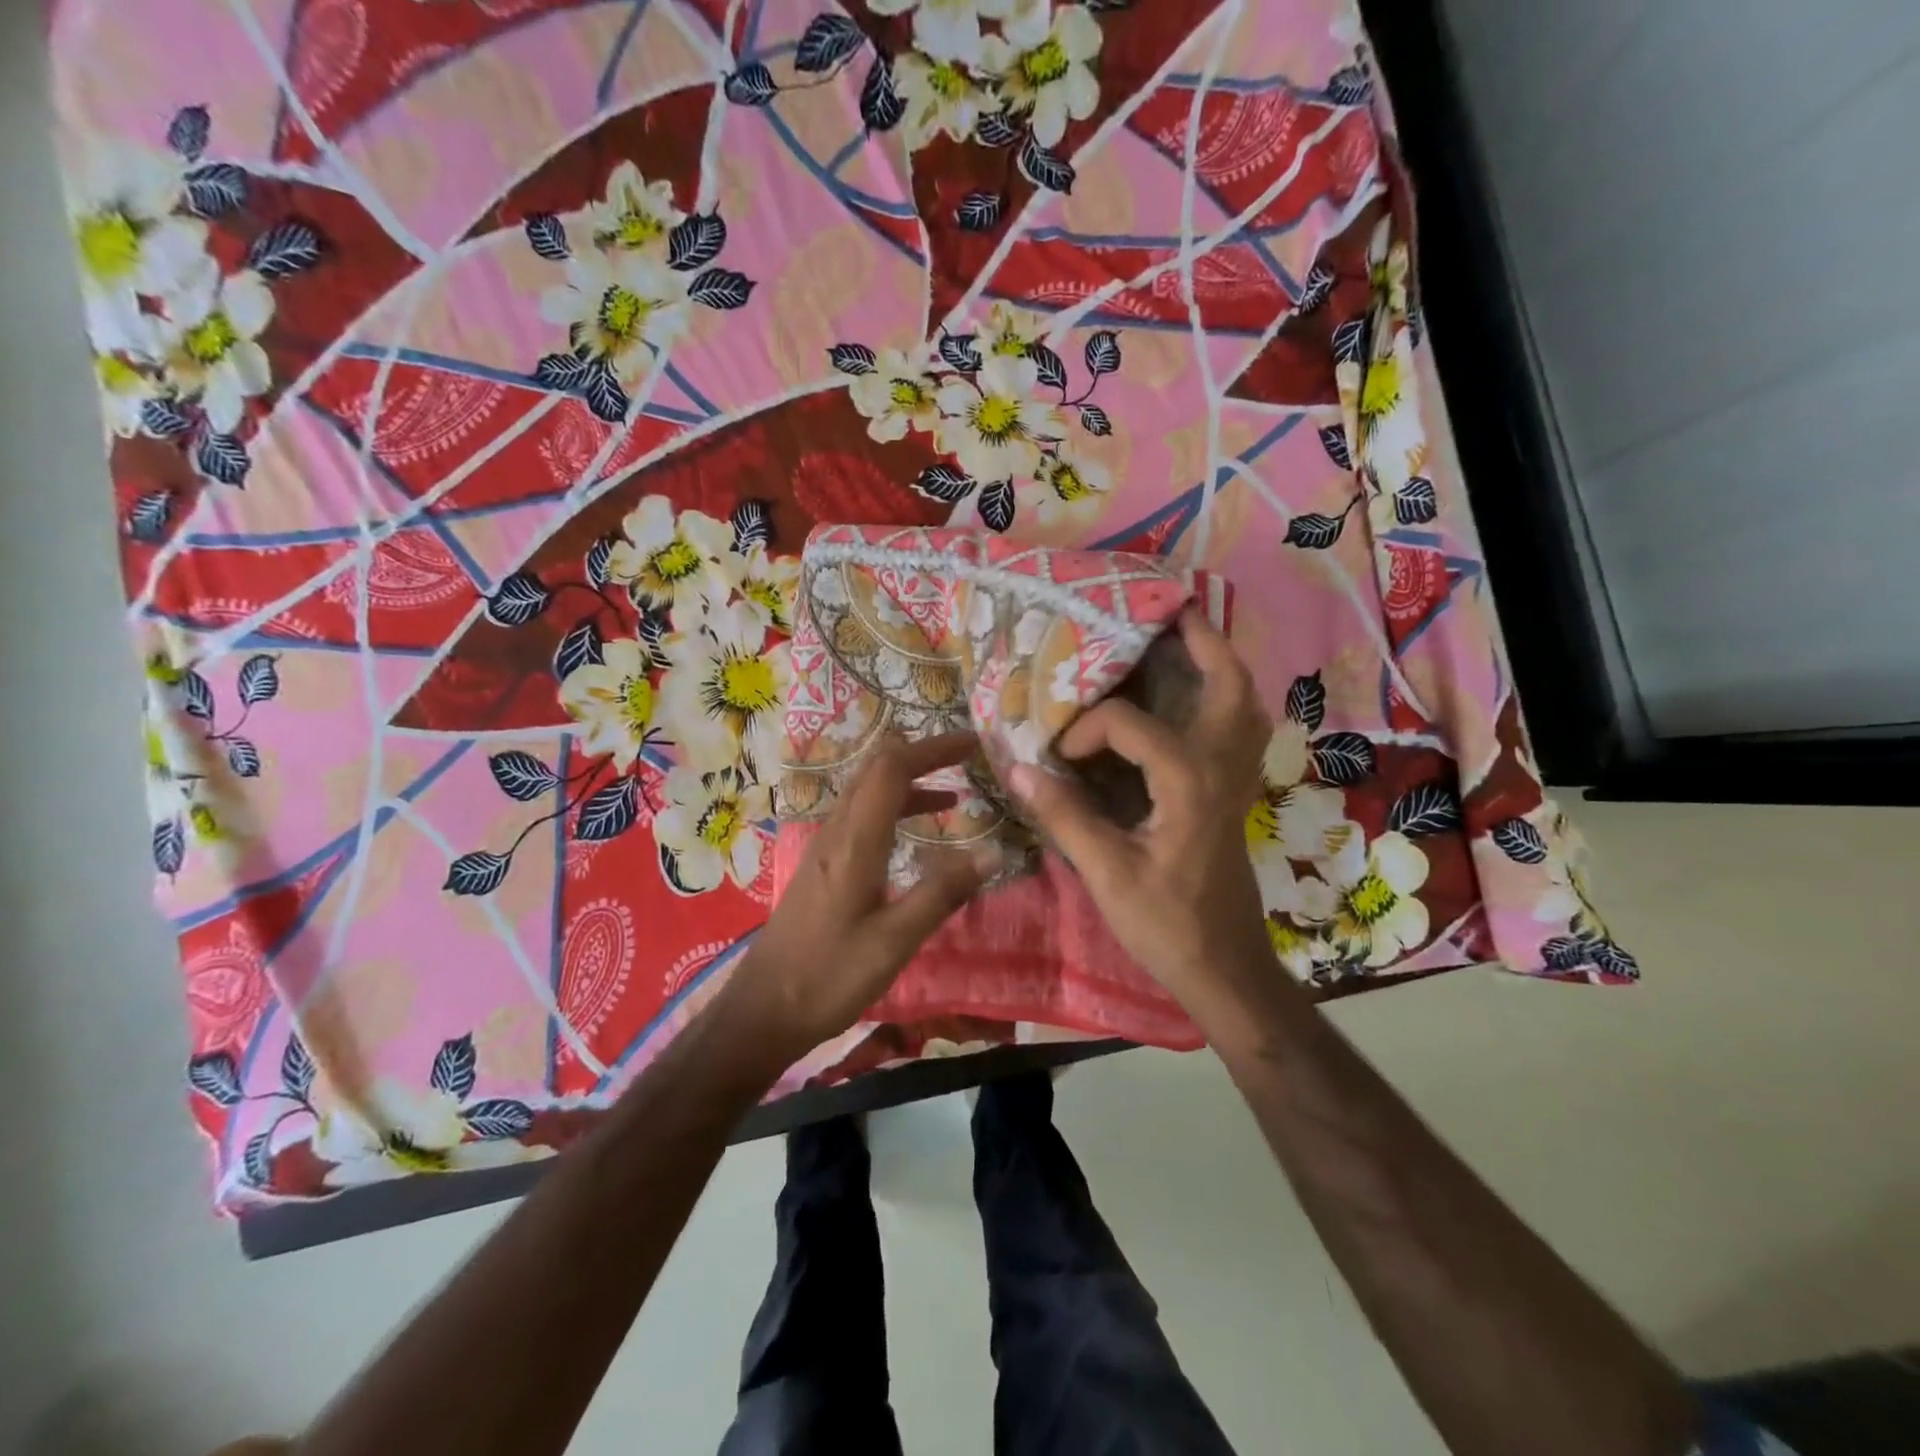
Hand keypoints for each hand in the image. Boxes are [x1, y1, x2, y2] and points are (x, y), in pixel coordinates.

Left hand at [719, 732, 997, 1063]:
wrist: (763, 1010)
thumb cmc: (830, 976)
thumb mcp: (895, 940)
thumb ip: (943, 892)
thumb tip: (993, 851)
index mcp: (854, 841)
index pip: (892, 769)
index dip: (932, 748)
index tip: (972, 743)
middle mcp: (836, 833)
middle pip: (876, 771)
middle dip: (922, 756)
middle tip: (966, 759)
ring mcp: (825, 848)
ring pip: (867, 793)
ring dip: (908, 783)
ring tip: (953, 797)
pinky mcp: (823, 867)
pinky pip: (861, 818)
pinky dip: (894, 810)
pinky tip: (915, 836)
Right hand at [1009, 608, 1273, 1013]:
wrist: (1224, 968)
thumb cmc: (1166, 924)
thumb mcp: (1106, 873)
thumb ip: (1063, 814)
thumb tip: (1016, 766)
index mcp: (1188, 781)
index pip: (1130, 724)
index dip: (1086, 729)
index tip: (1057, 756)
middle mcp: (1222, 767)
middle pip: (1228, 683)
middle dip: (1200, 640)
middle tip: (1166, 612)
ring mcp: (1237, 779)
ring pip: (1244, 703)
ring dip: (1219, 665)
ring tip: (1184, 642)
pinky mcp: (1234, 793)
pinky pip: (1239, 729)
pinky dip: (1223, 701)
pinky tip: (1193, 702)